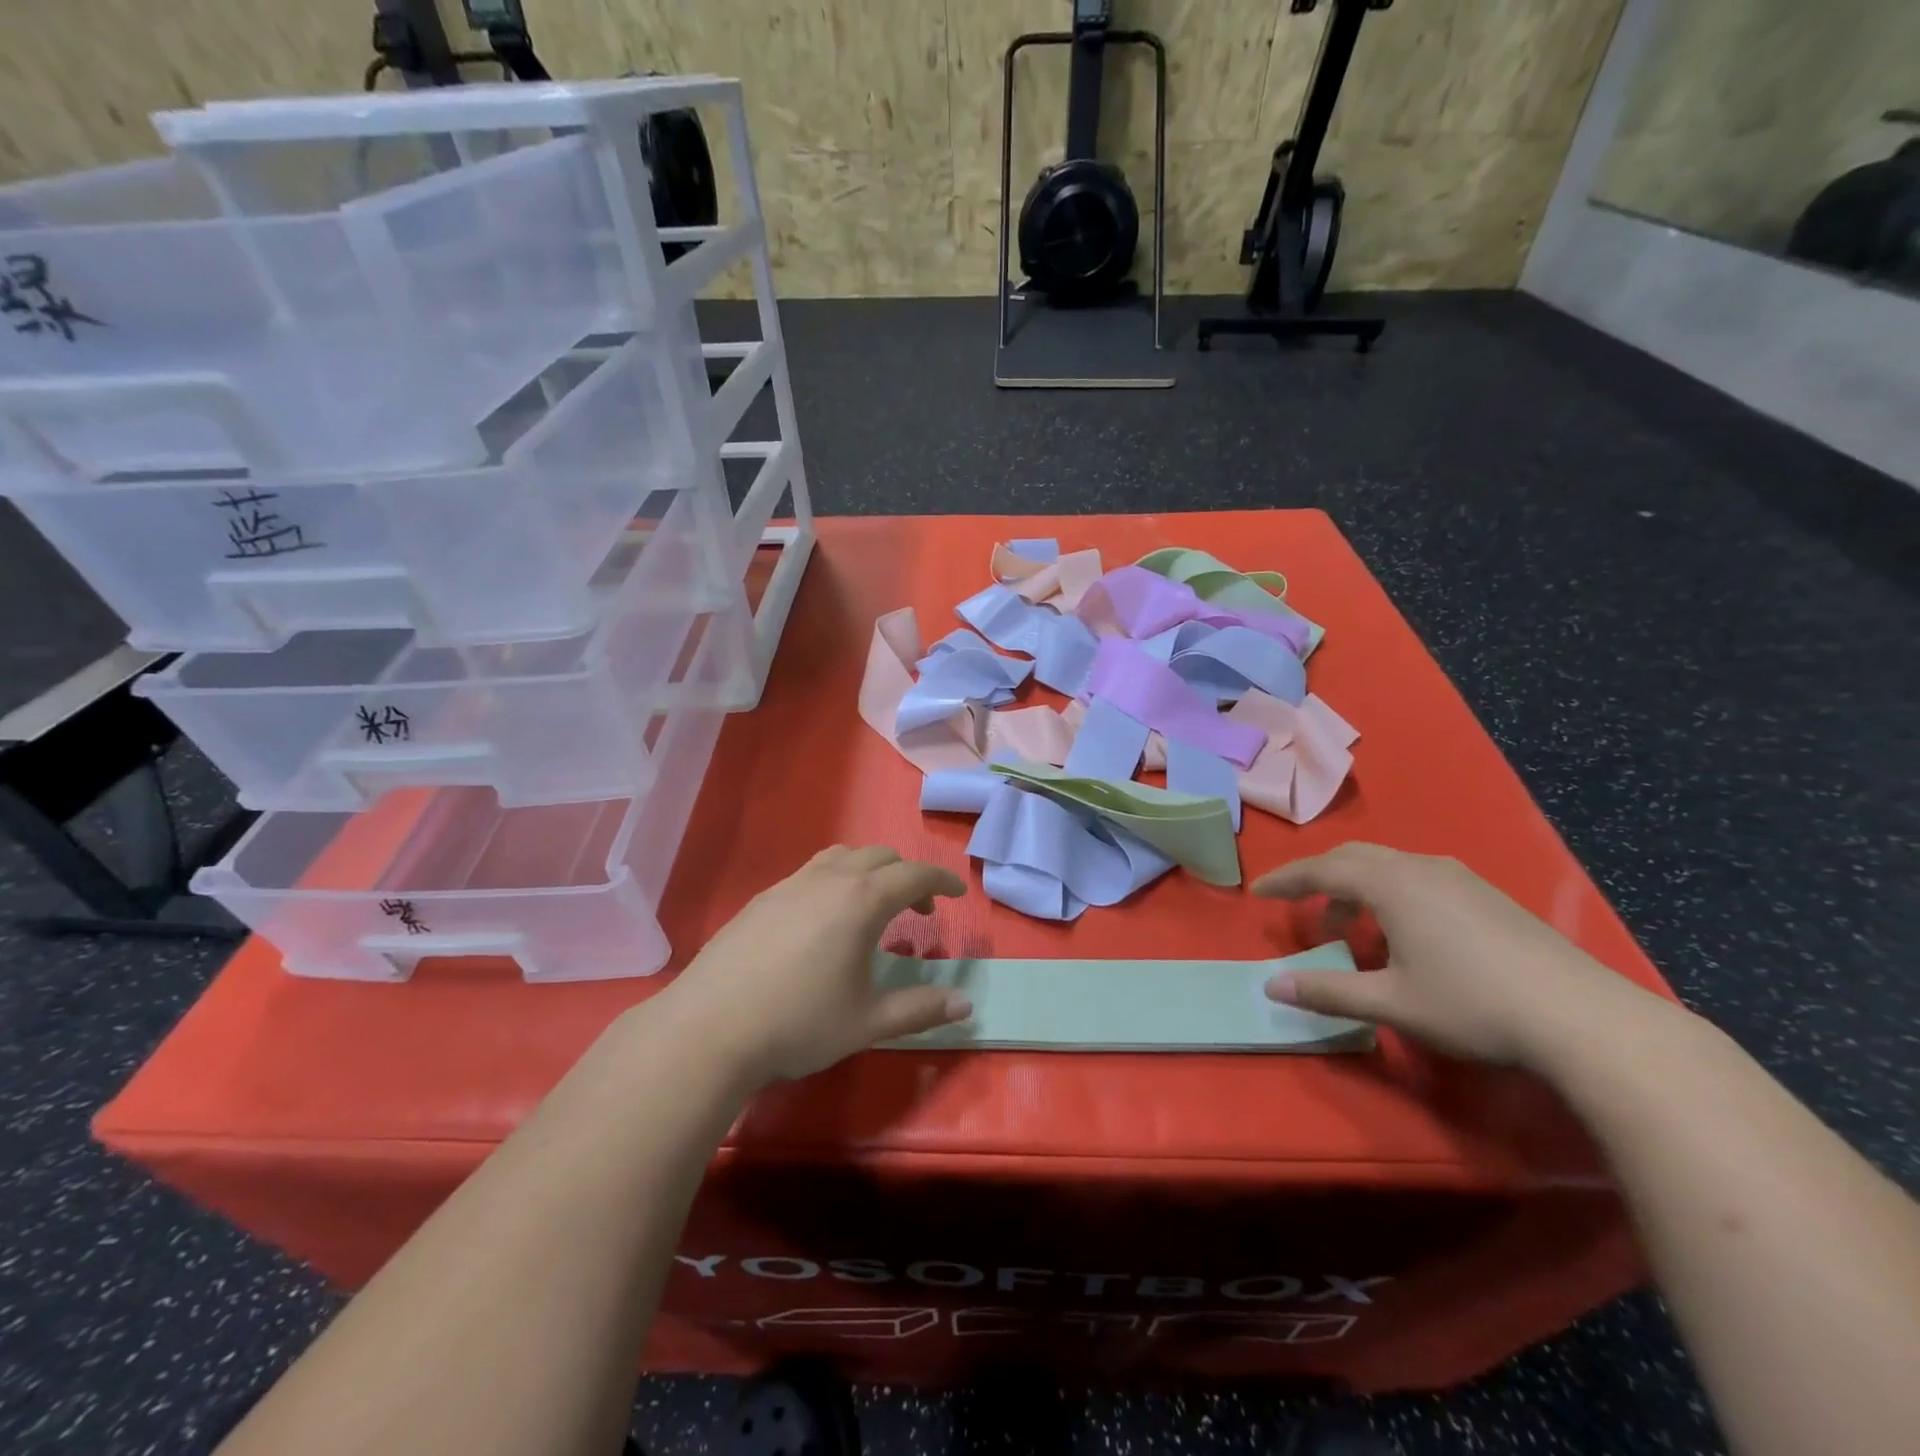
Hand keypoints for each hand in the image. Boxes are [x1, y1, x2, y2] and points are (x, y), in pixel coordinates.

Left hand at [658, 845, 970, 1085]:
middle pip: (881, 856)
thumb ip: (921, 1009)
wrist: (710, 1028)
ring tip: (872, 905)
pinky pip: (812, 871)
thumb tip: (966, 1005)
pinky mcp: (762, 898)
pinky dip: (835, 880)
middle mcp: (829, 879)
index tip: (958, 892)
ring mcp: (791, 884)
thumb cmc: (799, 1023)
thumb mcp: (868, 1022)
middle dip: (908, 875)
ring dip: (869, 871)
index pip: (915, 874)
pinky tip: (823, 920)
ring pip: (842, 856)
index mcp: (862, 901)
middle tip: (919, 909)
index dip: (942, 879)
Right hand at [1253, 843, 1659, 1069]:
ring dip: (1357, 888)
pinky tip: (1406, 934)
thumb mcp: (1391, 1003)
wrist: (1585, 1020)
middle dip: (1319, 878)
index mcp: (1391, 884)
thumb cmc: (1473, 1005)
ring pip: (1390, 866)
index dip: (1286, 881)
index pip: (1321, 870)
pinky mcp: (1488, 897)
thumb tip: (1272, 985)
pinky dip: (1391, 894)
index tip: (1258, 892)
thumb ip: (1327, 991)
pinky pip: (1419, 878)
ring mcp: (1460, 879)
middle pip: (1354, 858)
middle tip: (1299, 906)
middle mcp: (1422, 868)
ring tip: (1352, 929)